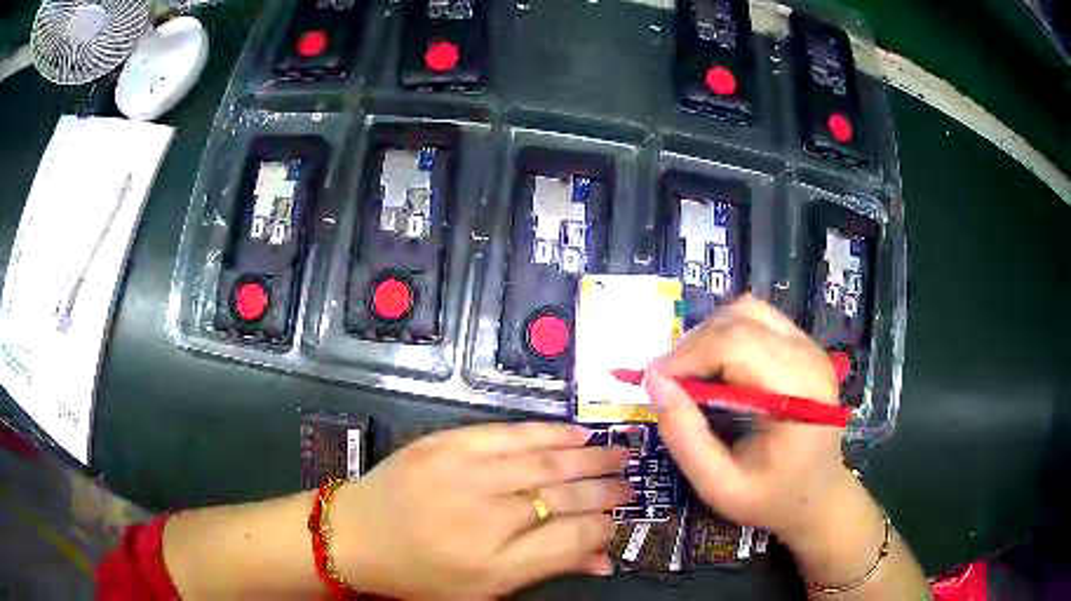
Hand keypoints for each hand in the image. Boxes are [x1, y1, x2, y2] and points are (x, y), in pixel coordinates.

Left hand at [330, 422, 632, 598]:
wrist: (356, 534)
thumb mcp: (484, 591)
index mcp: (494, 563)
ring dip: (588, 457)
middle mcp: (484, 517)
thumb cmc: (421, 574)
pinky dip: (547, 433)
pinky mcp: (445, 444)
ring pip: (544, 461)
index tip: (619, 519)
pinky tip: (575, 434)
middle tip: (631, 484)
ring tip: (618, 454)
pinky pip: (509, 433)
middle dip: (606, 490)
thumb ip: (547, 570)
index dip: (604, 527)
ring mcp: (463, 474)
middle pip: (564, 497)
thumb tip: (605, 559)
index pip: (573, 540)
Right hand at [643, 296, 857, 546]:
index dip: (686, 355)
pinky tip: (720, 370)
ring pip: (747, 310)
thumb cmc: (771, 497)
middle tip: (671, 384)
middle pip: (739, 320)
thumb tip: (654, 381)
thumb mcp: (719, 485)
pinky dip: (728, 334)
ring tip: (695, 374)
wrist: (819, 496)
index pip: (735, 343)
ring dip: (710, 334)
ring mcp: (809, 346)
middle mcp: (808, 357)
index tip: (655, 383)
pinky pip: (758, 319)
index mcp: (797, 392)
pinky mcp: (804, 345)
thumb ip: (685, 437)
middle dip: (693, 345)